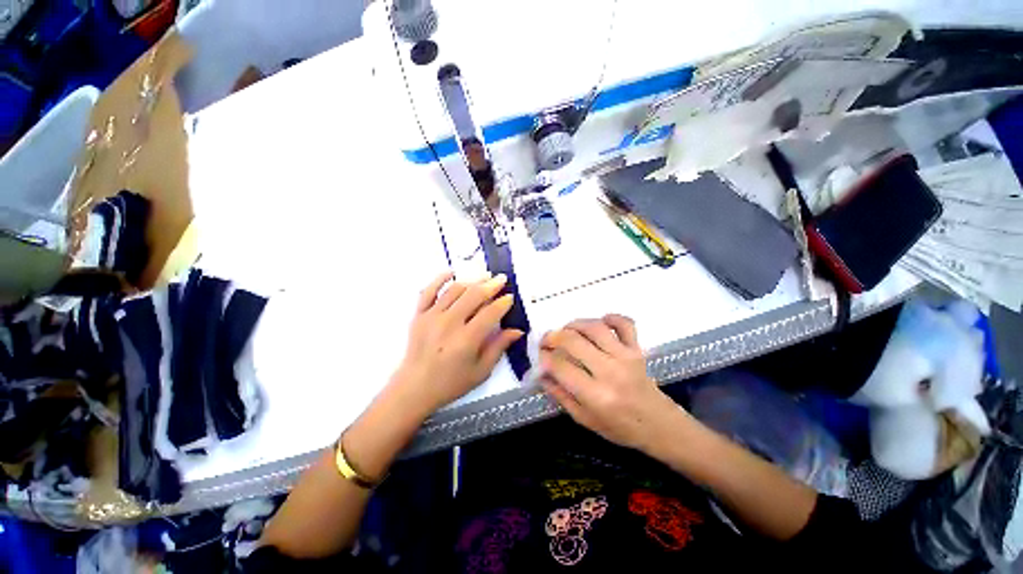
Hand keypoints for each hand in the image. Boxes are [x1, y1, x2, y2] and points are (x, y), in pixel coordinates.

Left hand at [392, 271, 523, 415]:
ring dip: (472, 280)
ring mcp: (432, 316)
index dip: (503, 303)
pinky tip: (451, 272)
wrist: (414, 388)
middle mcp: (449, 323)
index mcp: (467, 339)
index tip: (510, 297)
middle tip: (501, 279)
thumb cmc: (451, 382)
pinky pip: (428, 291)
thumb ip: (499, 347)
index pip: (490, 313)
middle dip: (491, 285)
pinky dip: (439, 279)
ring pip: (455, 290)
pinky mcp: (419, 315)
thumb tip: (517, 330)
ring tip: (484, 276)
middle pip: (474, 296)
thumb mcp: (481, 371)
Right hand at [540, 315, 682, 452]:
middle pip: (573, 341)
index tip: (539, 356)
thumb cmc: (620, 427)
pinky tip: (600, 321)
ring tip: (566, 330)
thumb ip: (560, 395)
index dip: (544, 358)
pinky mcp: (637, 349)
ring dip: (574, 324)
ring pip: (594, 328)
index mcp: (596, 395)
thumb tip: (541, 373)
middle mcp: (610, 371)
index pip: (560, 366)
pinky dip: (612, 317)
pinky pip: (625, 324)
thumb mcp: (584, 419)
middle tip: (546, 340)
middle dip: (553, 337)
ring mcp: (626, 357)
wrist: (659, 425)